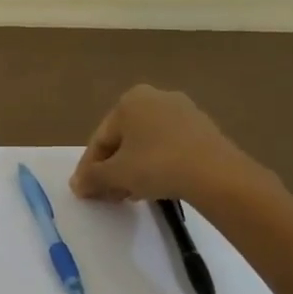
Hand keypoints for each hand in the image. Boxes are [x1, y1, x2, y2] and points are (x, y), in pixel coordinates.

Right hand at [70, 85, 275, 203]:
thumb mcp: (116, 174)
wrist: (215, 173)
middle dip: (113, 169)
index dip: (90, 168)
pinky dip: (158, 165)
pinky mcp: (204, 128)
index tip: (85, 190)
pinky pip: (170, 147)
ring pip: (147, 144)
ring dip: (134, 169)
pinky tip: (157, 187)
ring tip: (131, 195)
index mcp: (129, 100)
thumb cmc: (156, 165)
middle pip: (124, 140)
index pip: (100, 139)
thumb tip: (76, 185)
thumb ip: (91, 177)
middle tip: (109, 195)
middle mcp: (155, 97)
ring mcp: (183, 111)